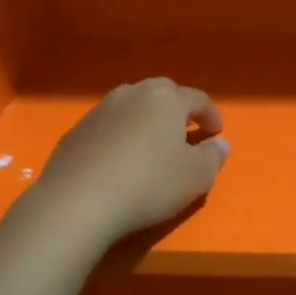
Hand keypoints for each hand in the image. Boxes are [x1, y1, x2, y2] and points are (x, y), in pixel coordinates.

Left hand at [28, 79, 229, 244]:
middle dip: (176, 109)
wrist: (79, 201)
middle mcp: (132, 94)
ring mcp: (99, 110)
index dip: (211, 114)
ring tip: (151, 145)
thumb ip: (213, 156)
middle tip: (184, 131)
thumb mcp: (196, 176)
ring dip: (145, 120)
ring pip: (131, 107)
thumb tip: (220, 143)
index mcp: (166, 99)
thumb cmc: (149, 184)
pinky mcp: (75, 131)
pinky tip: (119, 160)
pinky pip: (107, 127)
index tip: (217, 133)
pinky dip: (119, 136)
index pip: (197, 98)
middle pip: (161, 93)